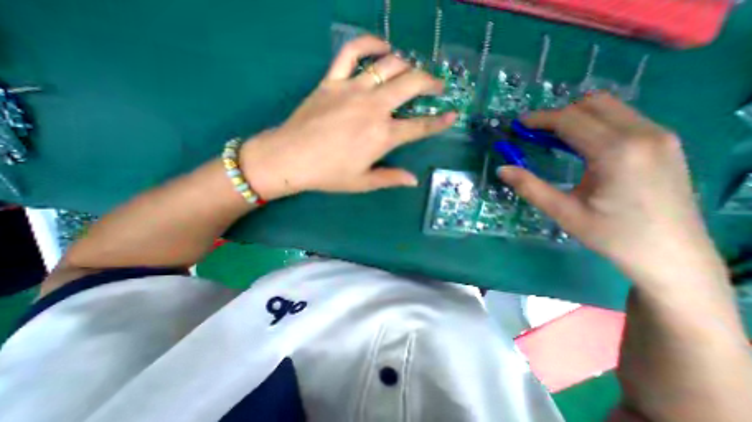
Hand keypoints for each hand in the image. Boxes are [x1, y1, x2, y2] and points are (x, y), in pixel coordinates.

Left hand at [242, 35, 454, 198]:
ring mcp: (352, 90)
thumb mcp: (363, 182)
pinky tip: (382, 46)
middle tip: (437, 87)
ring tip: (412, 71)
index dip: (439, 122)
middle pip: (411, 85)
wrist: (291, 158)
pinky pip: (351, 52)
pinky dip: (369, 43)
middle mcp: (373, 108)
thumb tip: (413, 180)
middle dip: (430, 83)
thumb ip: (390, 178)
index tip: (453, 115)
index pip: (419, 127)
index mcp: (382, 136)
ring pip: (388, 65)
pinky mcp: (332, 80)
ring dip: (407, 65)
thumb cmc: (329, 174)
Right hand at [497, 93, 724, 288]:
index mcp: (617, 152)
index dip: (540, 119)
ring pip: (610, 107)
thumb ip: (529, 187)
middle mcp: (644, 134)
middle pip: (592, 104)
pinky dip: (593, 124)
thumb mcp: (562, 212)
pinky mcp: (664, 143)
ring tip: (551, 139)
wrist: (671, 254)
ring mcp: (660, 136)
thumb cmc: (612, 235)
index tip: (518, 125)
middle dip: (557, 115)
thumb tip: (502, 169)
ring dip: (575, 117)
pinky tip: (578, 146)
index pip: (571, 119)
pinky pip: (622, 118)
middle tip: (532, 134)